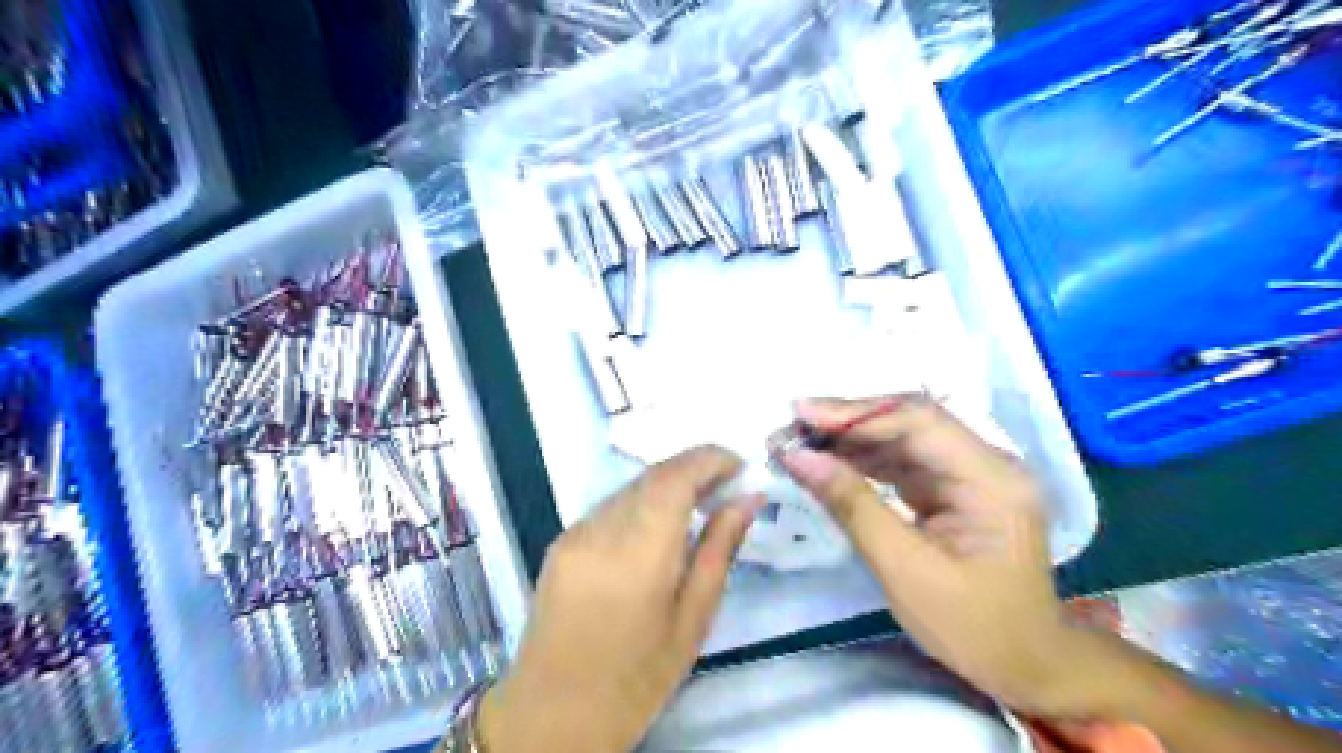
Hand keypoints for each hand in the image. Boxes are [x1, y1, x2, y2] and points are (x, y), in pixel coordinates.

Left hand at [475, 446, 759, 752]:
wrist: (553, 714)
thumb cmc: (637, 678)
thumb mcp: (693, 619)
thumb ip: (719, 549)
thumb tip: (748, 499)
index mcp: (638, 552)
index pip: (675, 476)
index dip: (709, 458)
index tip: (740, 465)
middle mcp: (601, 529)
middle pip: (652, 475)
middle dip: (693, 468)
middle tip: (727, 483)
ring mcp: (575, 532)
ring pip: (630, 487)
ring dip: (667, 484)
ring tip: (699, 504)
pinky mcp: (561, 541)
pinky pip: (610, 506)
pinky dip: (641, 504)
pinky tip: (658, 529)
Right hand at [783, 395, 1104, 716]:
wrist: (1023, 665)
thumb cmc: (971, 626)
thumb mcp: (904, 570)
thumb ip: (851, 505)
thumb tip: (798, 457)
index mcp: (991, 479)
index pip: (919, 422)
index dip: (856, 413)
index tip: (801, 414)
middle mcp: (985, 463)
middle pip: (908, 422)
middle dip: (845, 422)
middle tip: (790, 427)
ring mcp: (969, 473)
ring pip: (899, 438)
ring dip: (847, 439)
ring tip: (797, 442)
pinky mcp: (951, 487)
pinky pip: (900, 461)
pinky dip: (860, 460)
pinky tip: (826, 461)